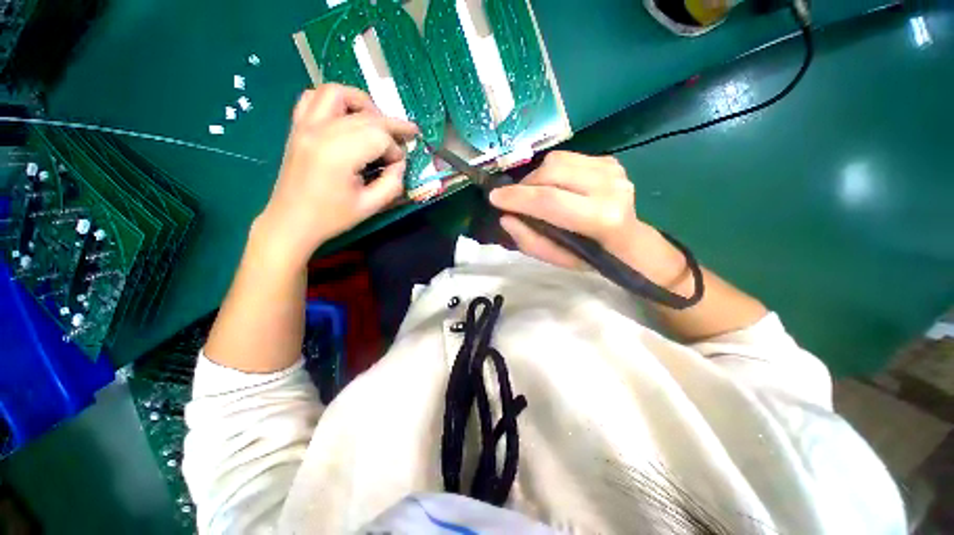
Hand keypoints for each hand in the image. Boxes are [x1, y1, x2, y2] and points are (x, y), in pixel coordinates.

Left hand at [255, 84, 418, 267]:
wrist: (291, 221)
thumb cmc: (332, 218)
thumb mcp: (370, 206)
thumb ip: (392, 183)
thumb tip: (399, 164)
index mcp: (339, 154)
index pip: (379, 136)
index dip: (395, 150)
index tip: (398, 166)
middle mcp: (321, 131)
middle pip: (366, 115)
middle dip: (391, 126)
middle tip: (408, 136)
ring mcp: (305, 125)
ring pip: (338, 93)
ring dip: (363, 103)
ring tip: (377, 120)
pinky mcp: (297, 127)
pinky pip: (313, 97)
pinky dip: (334, 100)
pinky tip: (347, 116)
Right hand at [489, 151, 684, 283]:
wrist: (628, 242)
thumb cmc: (590, 255)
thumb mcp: (557, 259)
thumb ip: (530, 241)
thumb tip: (506, 218)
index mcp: (600, 218)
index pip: (550, 200)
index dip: (517, 198)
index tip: (494, 198)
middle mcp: (610, 187)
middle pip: (551, 171)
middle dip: (525, 186)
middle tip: (516, 201)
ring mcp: (612, 169)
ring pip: (556, 160)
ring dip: (536, 178)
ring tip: (535, 195)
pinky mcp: (609, 160)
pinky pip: (566, 157)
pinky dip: (551, 172)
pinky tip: (555, 186)